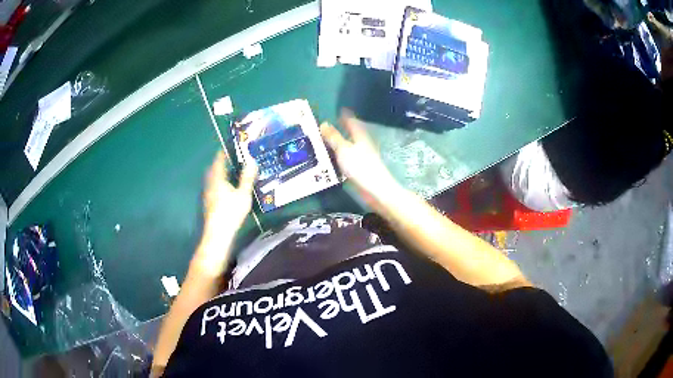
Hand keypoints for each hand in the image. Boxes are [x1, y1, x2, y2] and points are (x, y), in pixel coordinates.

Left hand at [201, 151, 256, 250]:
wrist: (218, 233)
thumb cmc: (231, 212)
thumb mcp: (243, 194)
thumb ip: (247, 178)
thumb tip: (251, 161)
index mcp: (218, 178)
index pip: (218, 160)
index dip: (222, 153)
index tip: (227, 147)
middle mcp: (210, 183)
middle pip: (212, 169)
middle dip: (219, 163)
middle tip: (228, 159)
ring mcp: (207, 194)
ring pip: (211, 179)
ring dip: (217, 174)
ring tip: (227, 173)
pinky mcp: (207, 203)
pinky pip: (211, 187)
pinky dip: (217, 183)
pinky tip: (223, 190)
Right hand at [320, 110, 400, 208]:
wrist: (376, 190)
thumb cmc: (361, 167)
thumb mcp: (343, 150)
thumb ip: (333, 137)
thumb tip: (324, 124)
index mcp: (360, 137)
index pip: (352, 123)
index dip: (346, 117)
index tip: (340, 111)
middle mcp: (362, 145)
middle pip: (352, 134)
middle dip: (342, 130)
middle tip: (328, 128)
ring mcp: (362, 158)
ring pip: (349, 147)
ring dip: (339, 144)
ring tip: (326, 143)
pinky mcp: (360, 170)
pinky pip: (348, 159)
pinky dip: (340, 157)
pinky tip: (332, 161)